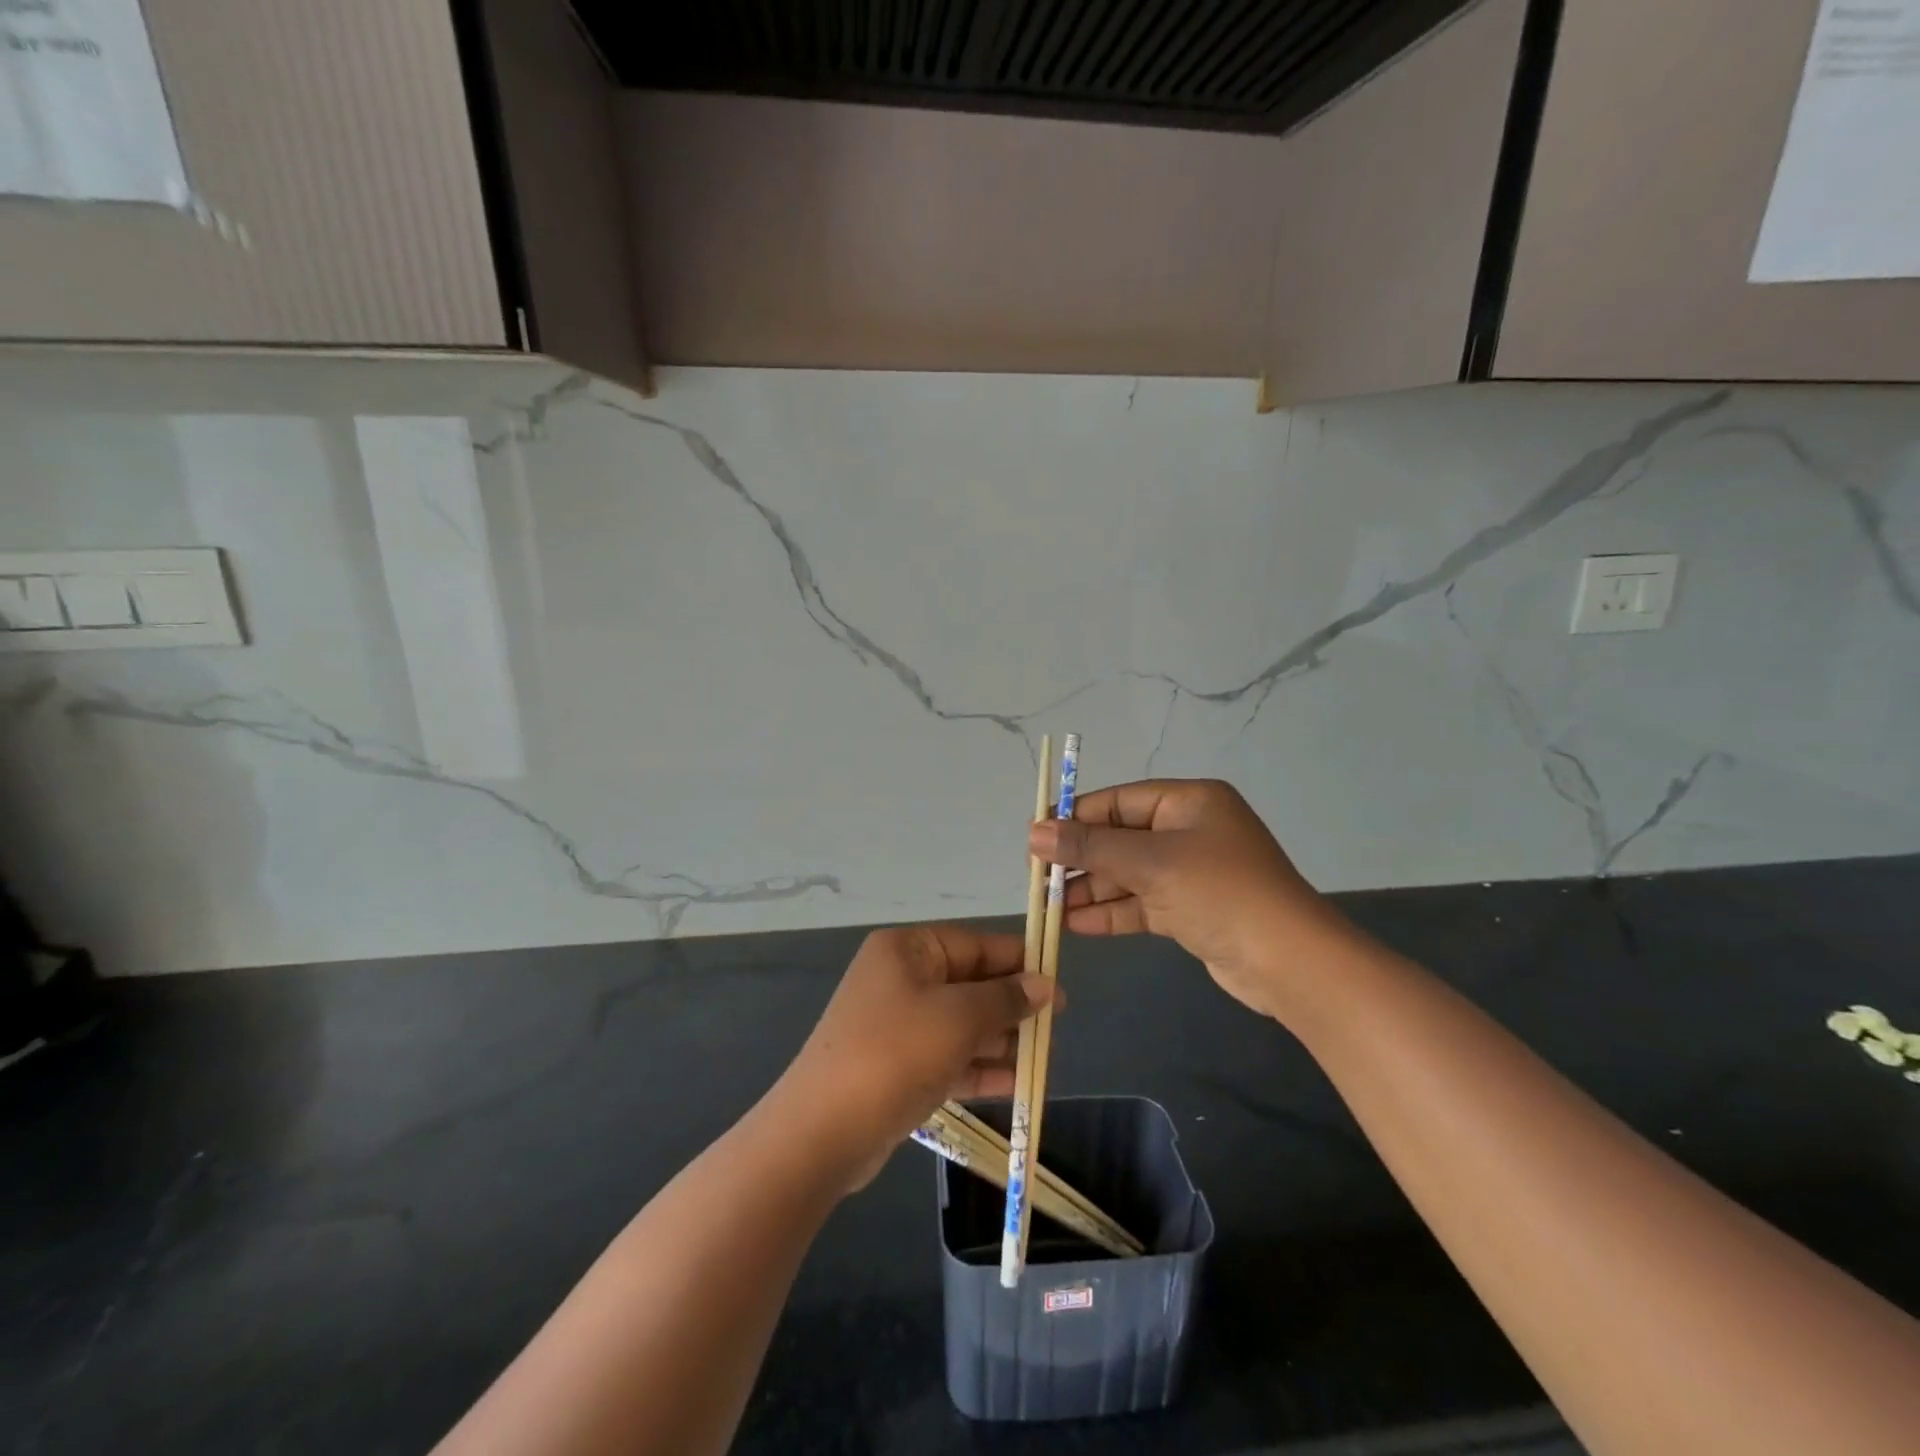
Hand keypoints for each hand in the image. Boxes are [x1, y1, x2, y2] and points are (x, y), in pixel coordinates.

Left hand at [773, 925, 1054, 1189]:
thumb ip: (1005, 998)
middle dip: (1012, 1006)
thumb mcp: (958, 1018)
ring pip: (962, 1023)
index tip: (1058, 983)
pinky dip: (979, 1067)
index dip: (1019, 962)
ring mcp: (897, 1025)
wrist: (822, 1132)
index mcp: (908, 950)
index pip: (975, 944)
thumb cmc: (895, 1054)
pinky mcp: (898, 1066)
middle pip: (970, 984)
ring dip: (1001, 1040)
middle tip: (1056, 1028)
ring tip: (1044, 1058)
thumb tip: (1044, 984)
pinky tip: (1017, 1083)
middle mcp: (901, 979)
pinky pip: (948, 1057)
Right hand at [1029, 779, 1350, 1019]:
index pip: (1118, 801)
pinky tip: (1076, 924)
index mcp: (1189, 802)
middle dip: (1080, 860)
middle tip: (1038, 879)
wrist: (1290, 963)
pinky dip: (1112, 912)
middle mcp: (1189, 831)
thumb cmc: (1220, 893)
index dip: (1075, 817)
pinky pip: (1142, 903)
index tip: (1036, 837)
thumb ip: (1090, 847)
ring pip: (1128, 875)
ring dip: (1090, 890)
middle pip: (1120, 838)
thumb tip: (1034, 832)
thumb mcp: (1151, 863)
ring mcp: (1191, 872)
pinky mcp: (1191, 910)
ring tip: (1048, 907)